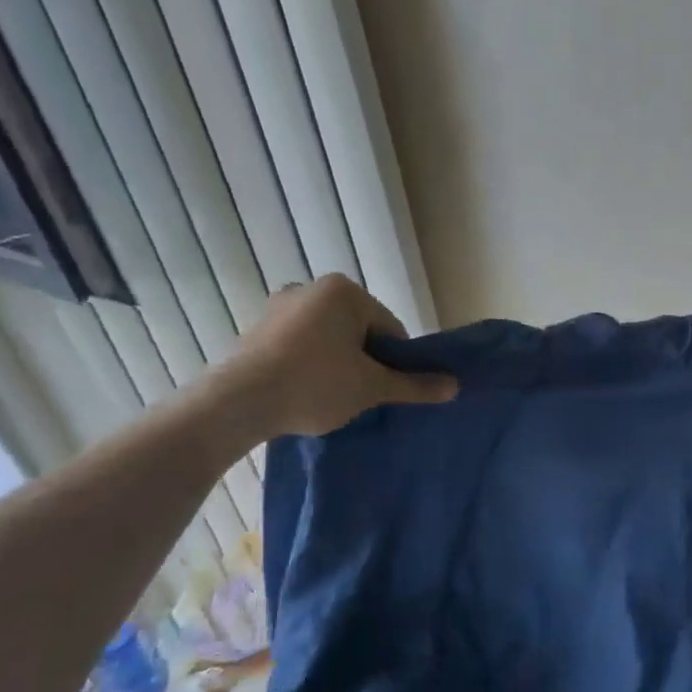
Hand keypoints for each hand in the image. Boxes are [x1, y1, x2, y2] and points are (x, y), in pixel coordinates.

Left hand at [207, 275, 456, 441]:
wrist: (237, 403)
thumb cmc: (315, 384)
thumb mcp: (372, 387)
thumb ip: (414, 385)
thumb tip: (455, 386)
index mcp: (344, 292)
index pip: (390, 328)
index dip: (395, 362)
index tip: (385, 389)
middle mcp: (310, 288)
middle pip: (359, 331)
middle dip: (365, 361)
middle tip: (360, 395)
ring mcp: (278, 307)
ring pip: (329, 339)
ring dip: (338, 364)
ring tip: (332, 397)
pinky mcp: (256, 329)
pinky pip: (299, 345)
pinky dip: (309, 364)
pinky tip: (305, 392)